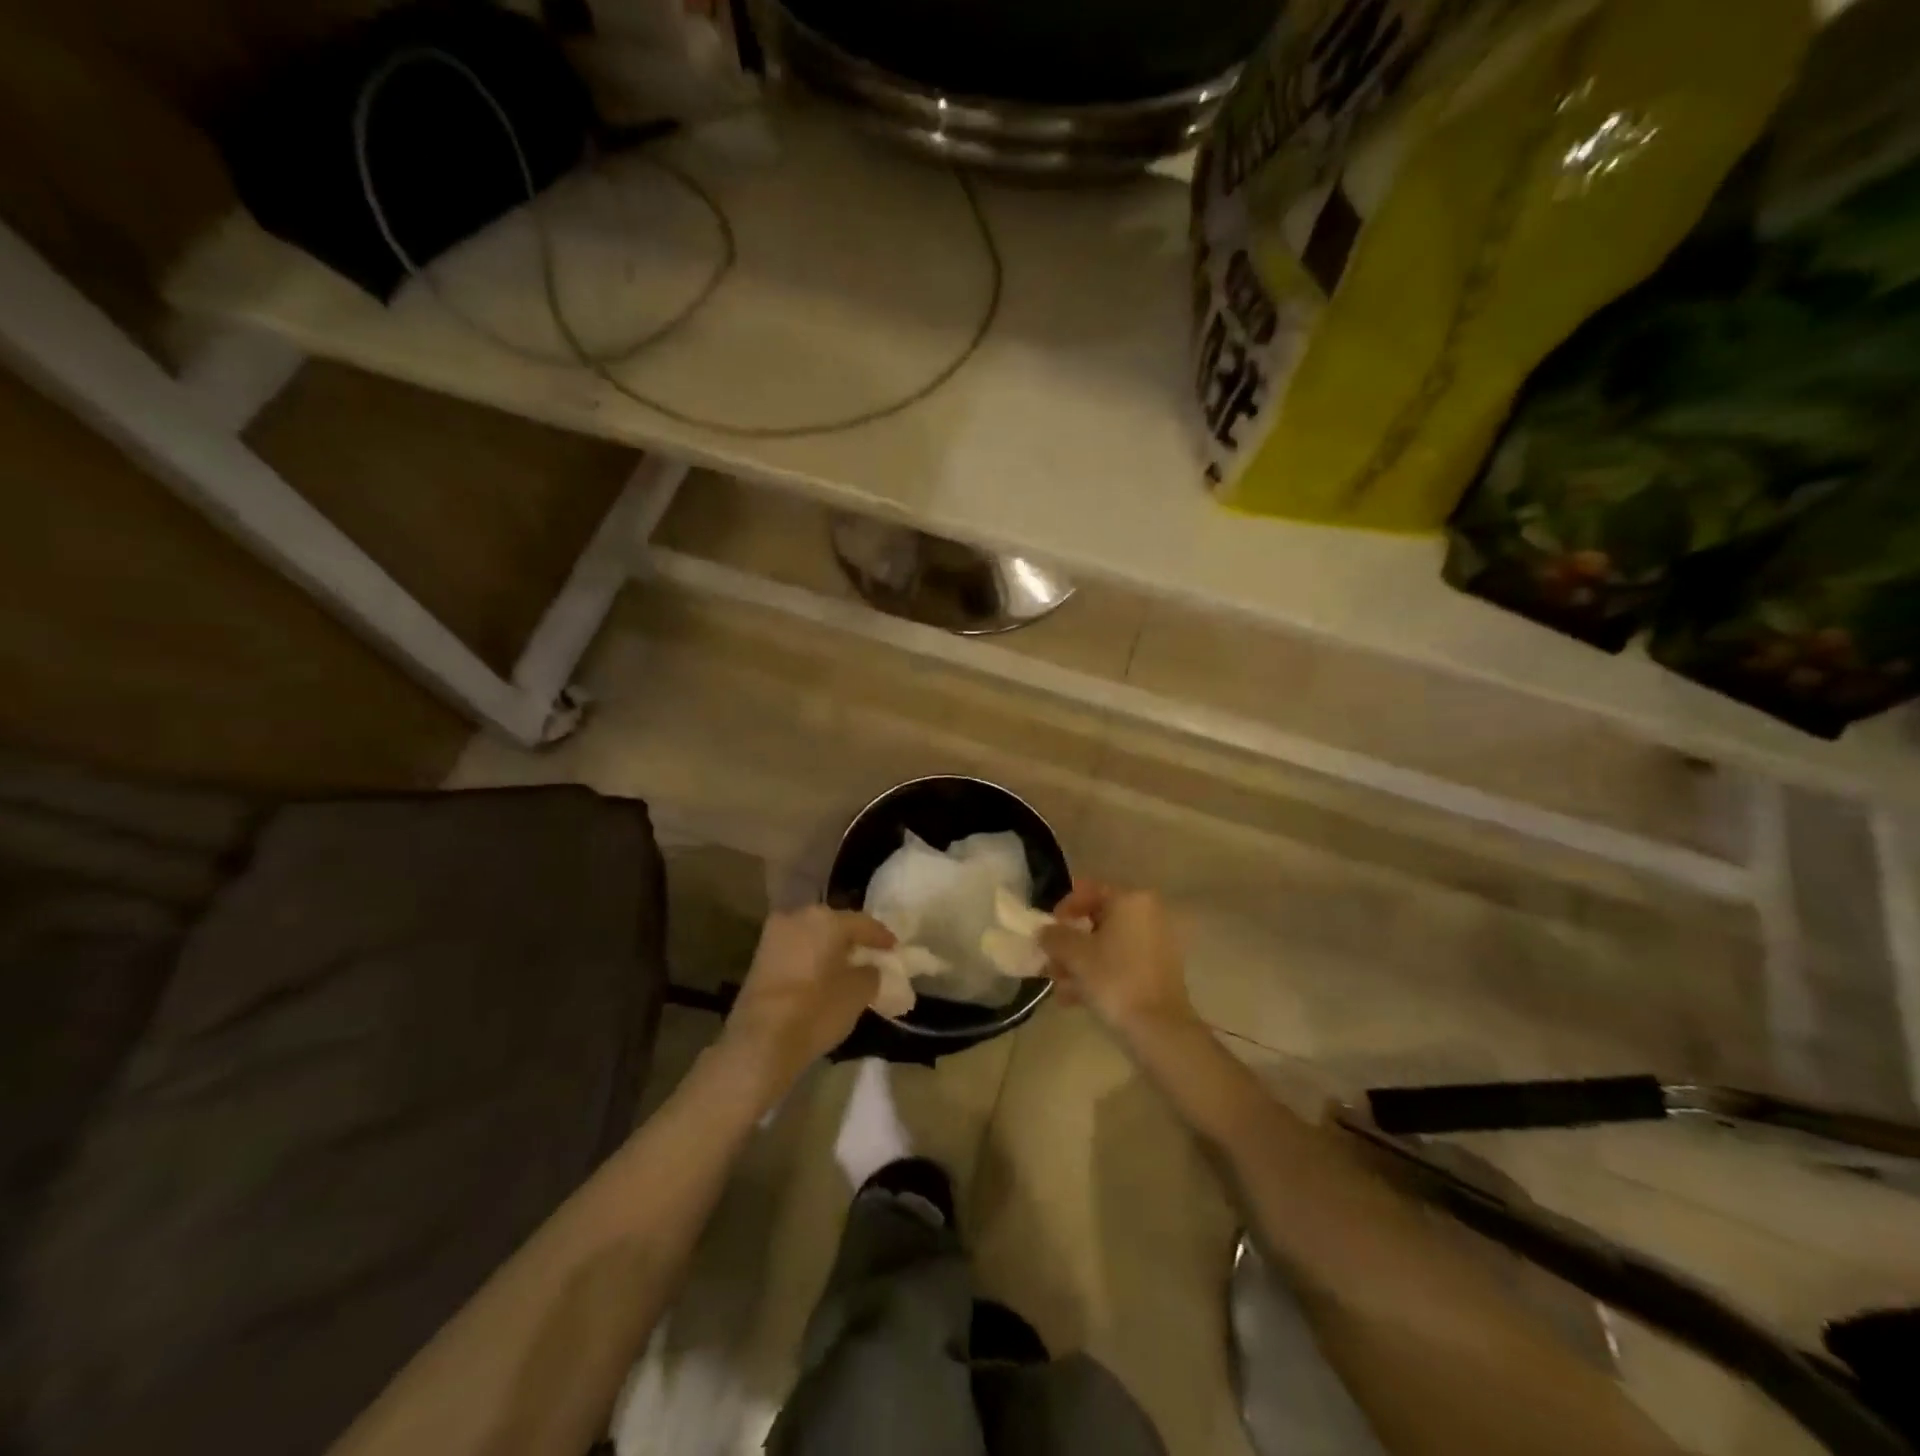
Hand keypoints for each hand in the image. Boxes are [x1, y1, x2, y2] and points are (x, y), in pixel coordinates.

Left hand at [719, 906, 892, 1100]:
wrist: (760, 1041)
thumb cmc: (817, 1010)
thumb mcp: (858, 993)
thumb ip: (870, 974)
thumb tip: (870, 969)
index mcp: (826, 919)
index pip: (863, 923)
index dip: (882, 937)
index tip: (895, 948)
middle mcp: (798, 916)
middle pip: (834, 924)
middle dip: (852, 939)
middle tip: (869, 955)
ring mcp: (774, 935)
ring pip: (812, 936)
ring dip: (829, 948)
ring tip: (846, 966)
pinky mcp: (759, 957)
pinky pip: (796, 950)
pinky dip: (811, 958)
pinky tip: (822, 975)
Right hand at [1038, 884, 1195, 1041]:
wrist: (1159, 1029)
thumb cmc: (1114, 980)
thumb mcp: (1075, 955)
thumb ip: (1054, 936)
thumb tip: (1044, 931)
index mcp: (1130, 900)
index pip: (1088, 891)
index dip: (1062, 910)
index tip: (1047, 932)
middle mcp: (1147, 914)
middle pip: (1096, 920)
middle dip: (1069, 944)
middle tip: (1049, 964)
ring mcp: (1156, 943)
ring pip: (1106, 945)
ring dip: (1079, 963)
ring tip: (1059, 988)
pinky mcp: (1158, 970)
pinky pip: (1120, 962)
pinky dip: (1098, 974)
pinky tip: (1075, 998)